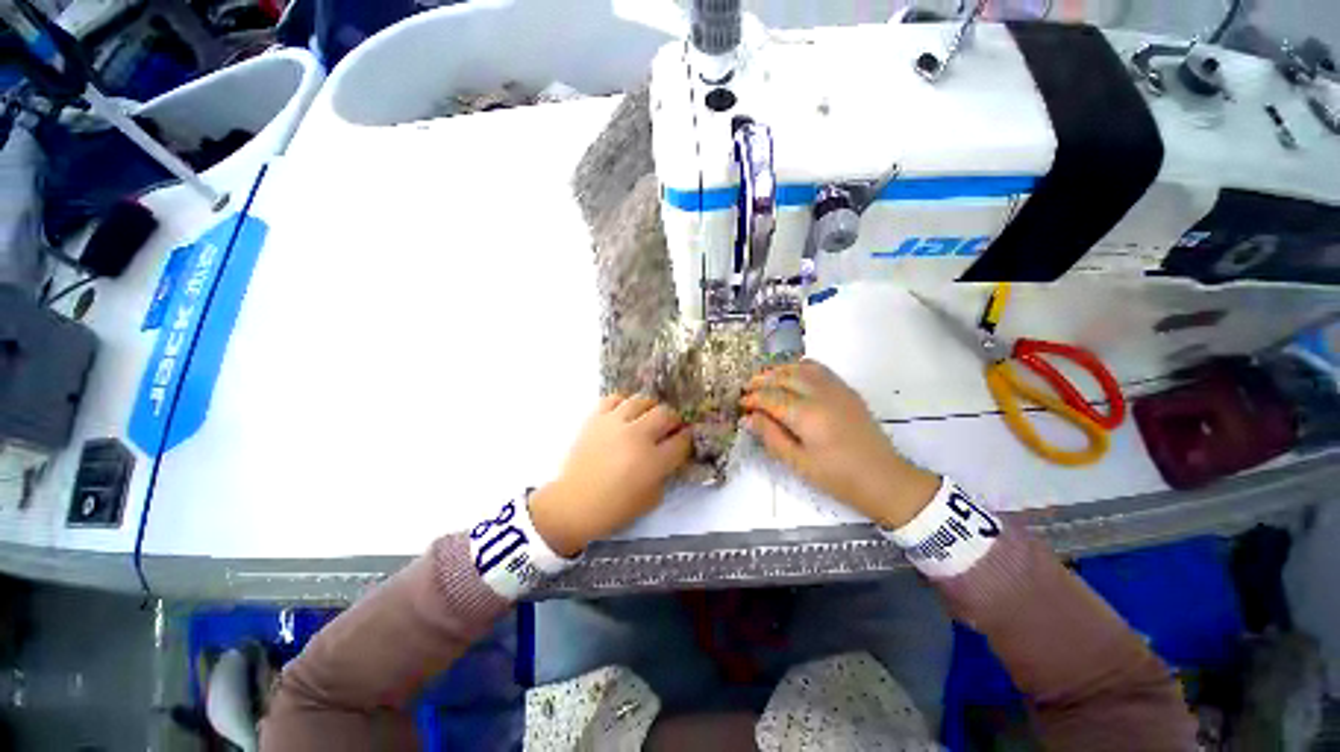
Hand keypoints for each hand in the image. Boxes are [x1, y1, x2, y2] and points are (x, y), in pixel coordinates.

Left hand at [530, 395, 691, 555]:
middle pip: (666, 414)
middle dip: (673, 420)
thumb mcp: (652, 498)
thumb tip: (670, 453)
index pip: (681, 440)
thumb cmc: (615, 507)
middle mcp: (636, 436)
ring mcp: (615, 424)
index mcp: (653, 461)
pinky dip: (624, 403)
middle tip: (670, 428)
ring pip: (642, 400)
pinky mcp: (596, 419)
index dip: (687, 438)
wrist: (573, 504)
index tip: (685, 438)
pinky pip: (615, 398)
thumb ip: (665, 473)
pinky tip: (625, 413)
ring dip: (651, 408)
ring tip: (648, 417)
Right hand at [741, 360, 940, 528]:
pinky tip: (793, 374)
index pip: (771, 397)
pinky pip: (819, 369)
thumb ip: (771, 436)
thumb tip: (750, 417)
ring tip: (765, 377)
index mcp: (806, 415)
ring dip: (779, 370)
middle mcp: (820, 394)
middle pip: (784, 377)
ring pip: (801, 368)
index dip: (753, 399)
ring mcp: (836, 389)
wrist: (883, 479)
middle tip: (747, 388)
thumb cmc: (837, 477)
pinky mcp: (847, 390)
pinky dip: (800, 366)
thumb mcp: (797, 463)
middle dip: (762, 380)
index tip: (741, 404)